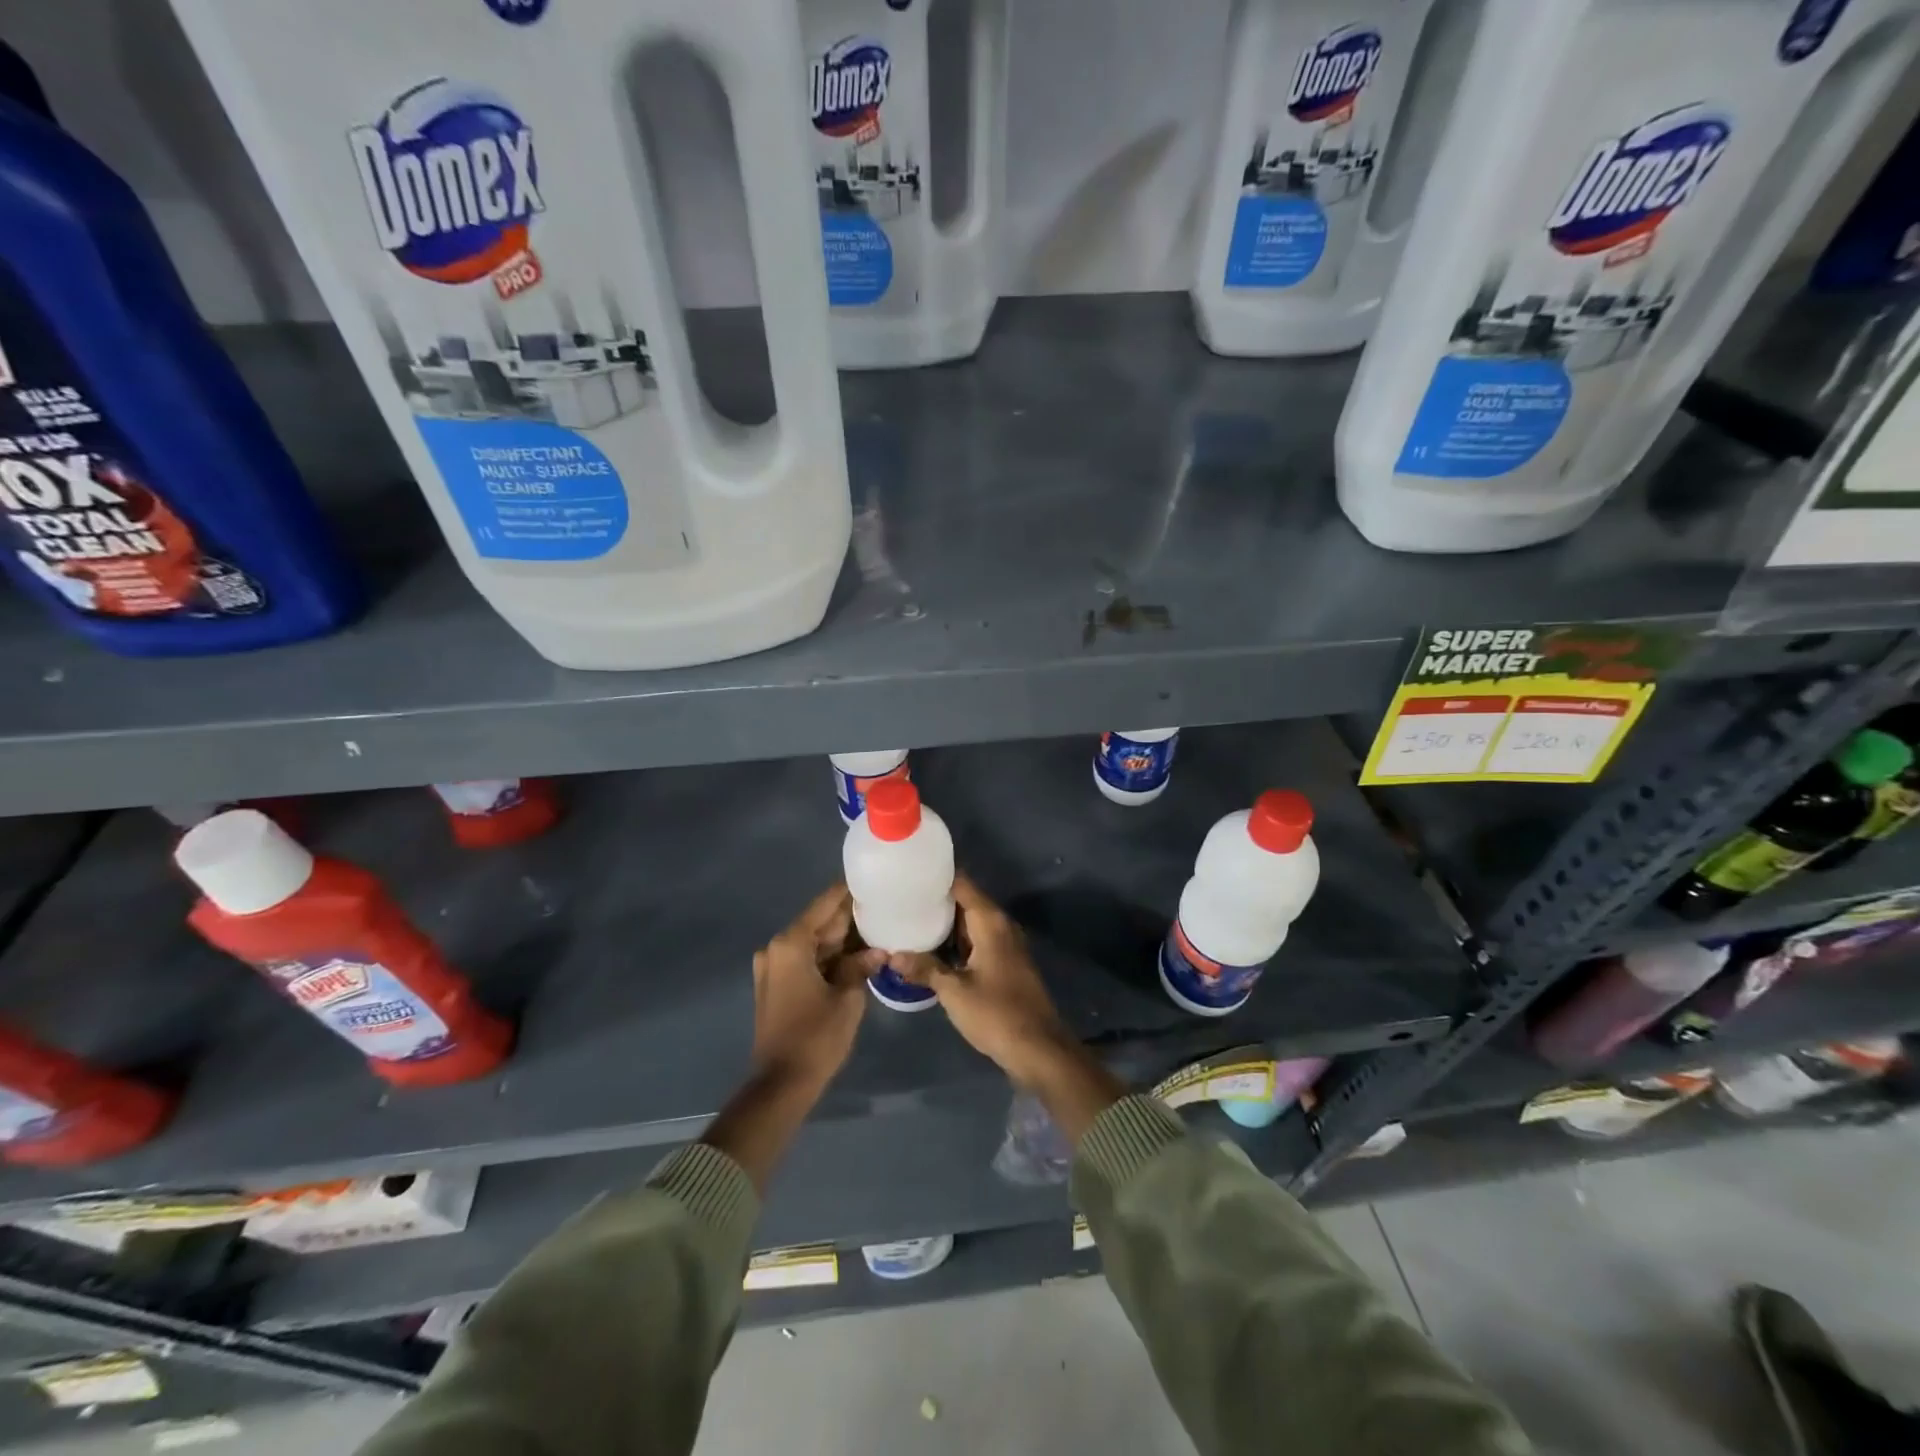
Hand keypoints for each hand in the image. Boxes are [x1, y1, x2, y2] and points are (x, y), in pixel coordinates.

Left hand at [750, 883, 884, 1091]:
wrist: (781, 1084)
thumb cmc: (816, 1037)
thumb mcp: (847, 998)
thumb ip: (861, 966)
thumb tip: (878, 951)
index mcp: (791, 943)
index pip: (826, 903)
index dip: (850, 891)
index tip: (875, 879)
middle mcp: (777, 948)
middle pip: (819, 922)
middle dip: (850, 917)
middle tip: (884, 906)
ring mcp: (773, 967)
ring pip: (815, 941)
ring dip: (842, 939)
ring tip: (877, 927)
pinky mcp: (776, 984)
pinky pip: (807, 959)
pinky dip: (829, 956)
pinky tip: (857, 954)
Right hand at [889, 874, 1072, 1087]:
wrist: (1038, 1048)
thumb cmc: (996, 1013)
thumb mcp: (954, 991)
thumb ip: (924, 968)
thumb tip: (891, 954)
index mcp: (990, 921)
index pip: (962, 883)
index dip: (936, 875)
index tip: (909, 872)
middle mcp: (1000, 925)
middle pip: (965, 900)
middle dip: (936, 898)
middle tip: (901, 897)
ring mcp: (1005, 944)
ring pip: (970, 922)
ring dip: (945, 922)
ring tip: (909, 918)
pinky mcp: (1005, 962)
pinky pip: (976, 940)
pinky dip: (956, 940)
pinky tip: (931, 948)